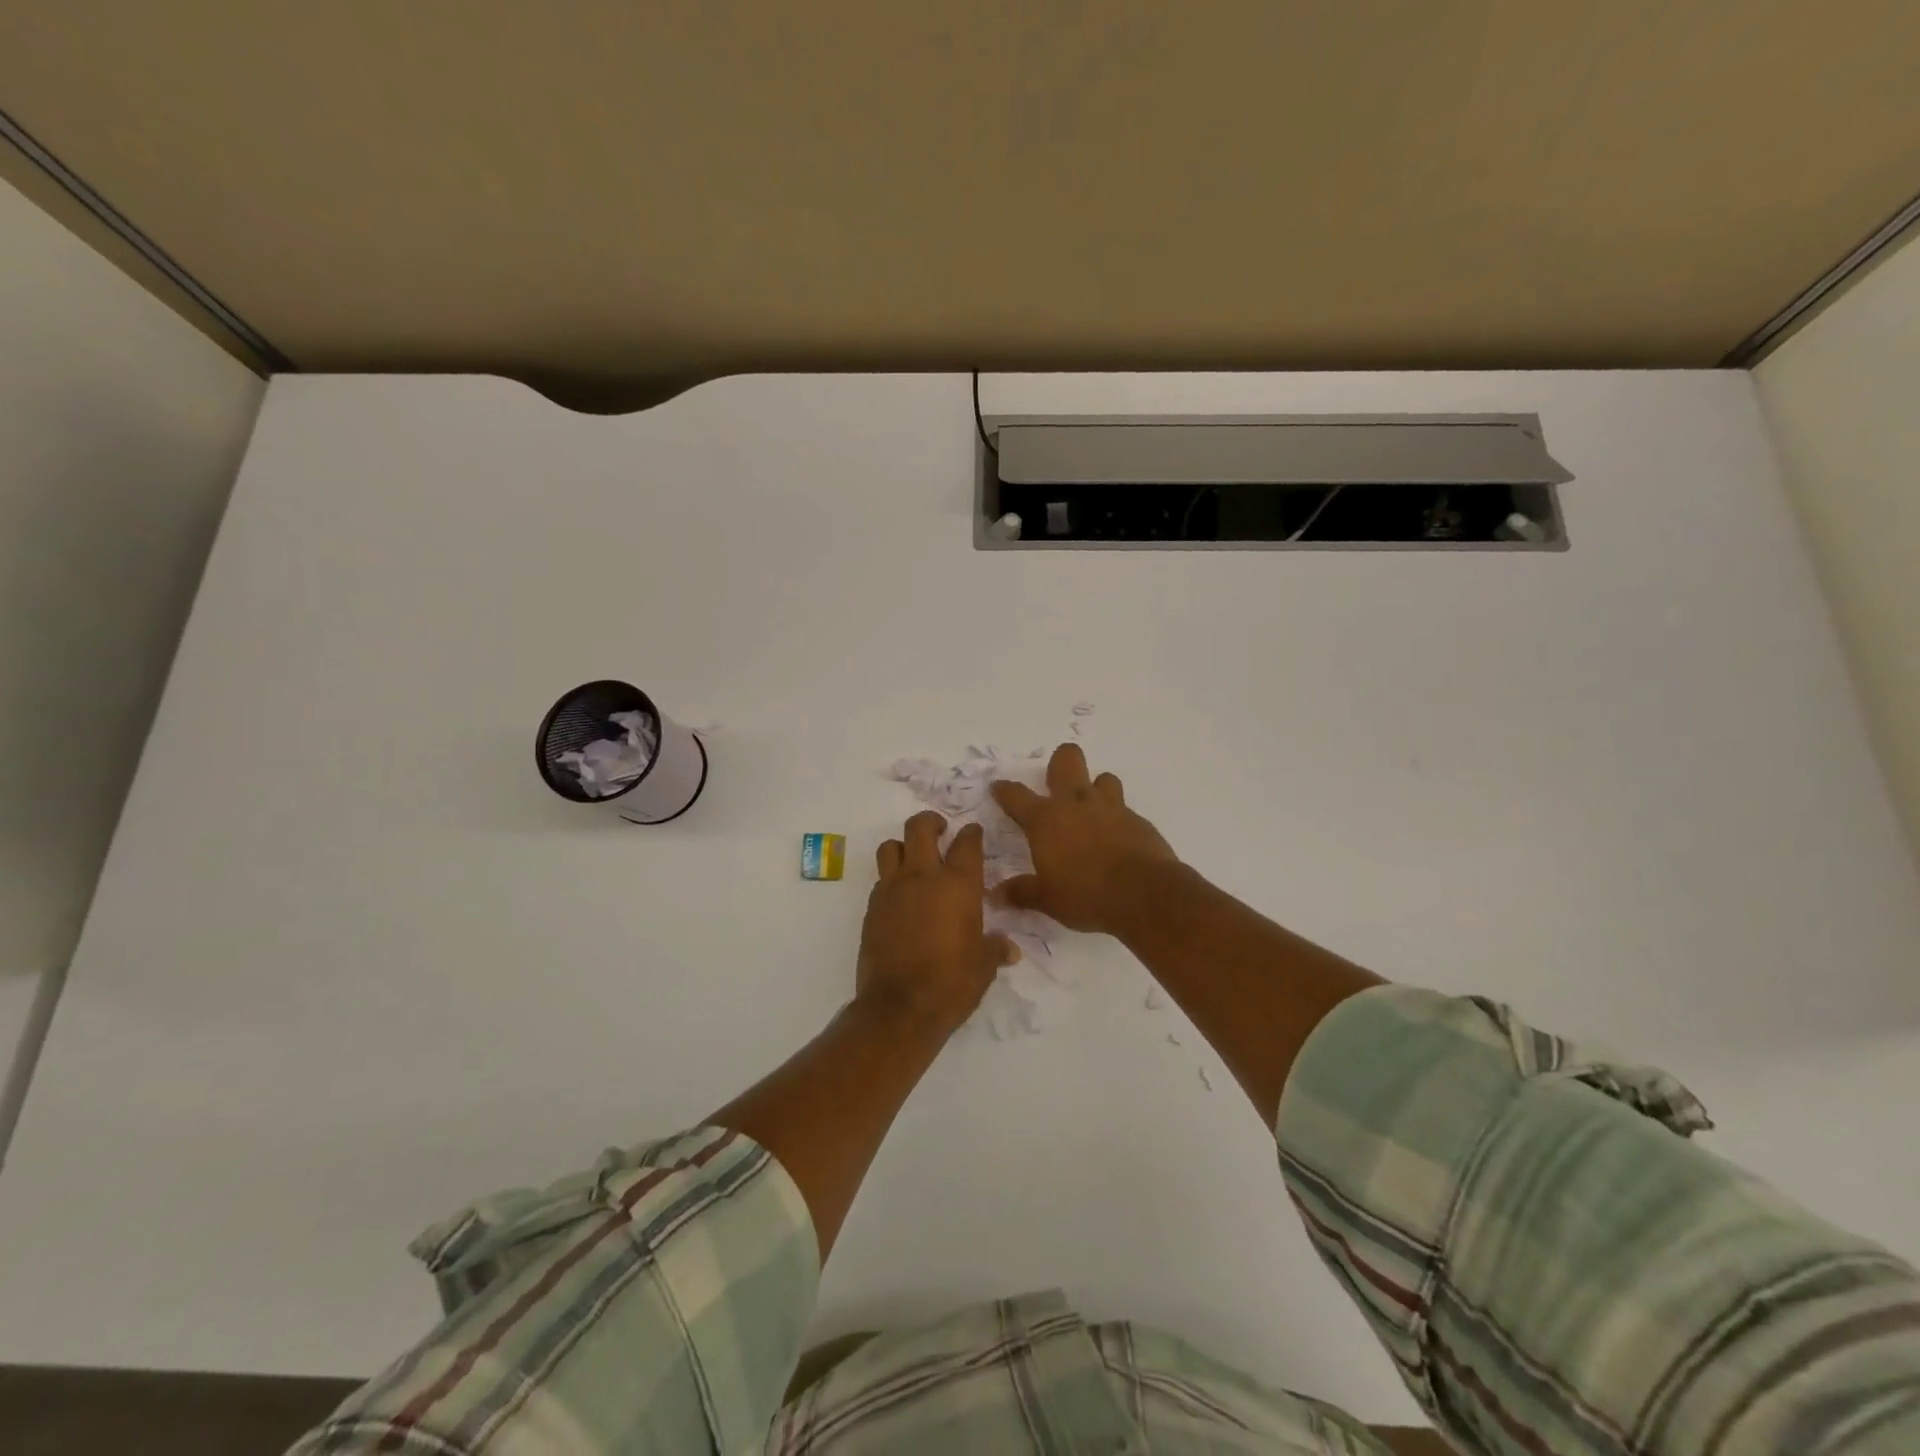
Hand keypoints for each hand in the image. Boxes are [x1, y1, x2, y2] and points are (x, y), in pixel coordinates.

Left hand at [858, 811, 1016, 1037]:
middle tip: (940, 830)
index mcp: (958, 884)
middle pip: (919, 828)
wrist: (900, 1007)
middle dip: (931, 822)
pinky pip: (880, 879)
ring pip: (890, 847)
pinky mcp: (872, 908)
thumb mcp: (984, 966)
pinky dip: (891, 879)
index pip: (967, 843)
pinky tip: (901, 897)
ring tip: (914, 859)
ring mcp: (893, 890)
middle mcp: (923, 877)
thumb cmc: (951, 983)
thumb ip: (996, 949)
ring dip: (902, 846)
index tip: (974, 833)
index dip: (972, 834)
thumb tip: (1009, 949)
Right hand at [990, 744, 1178, 934]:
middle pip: (1066, 761)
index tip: (998, 787)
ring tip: (1092, 808)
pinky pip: (1123, 808)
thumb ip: (1021, 892)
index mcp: (1046, 820)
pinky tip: (1116, 838)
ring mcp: (1110, 808)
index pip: (1016, 796)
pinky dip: (1116, 818)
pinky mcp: (1137, 820)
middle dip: (1060, 762)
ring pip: (1102, 778)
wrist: (1144, 893)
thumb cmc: (1086, 895)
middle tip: (1056, 779)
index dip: (1004, 790)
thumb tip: (995, 894)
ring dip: (1096, 787)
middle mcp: (1076, 804)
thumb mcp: (1047, 899)